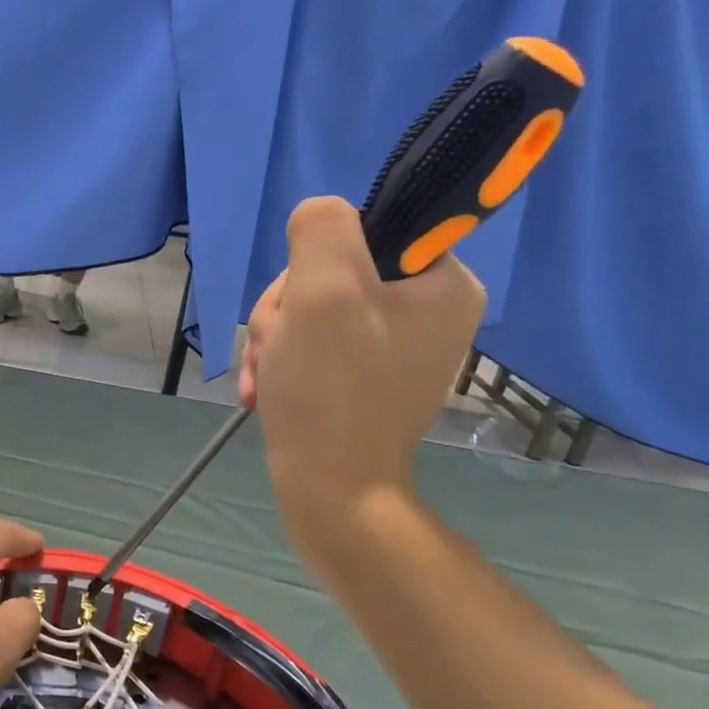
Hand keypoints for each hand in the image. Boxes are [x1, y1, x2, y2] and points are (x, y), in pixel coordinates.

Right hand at [239, 197, 484, 543]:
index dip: (318, 260)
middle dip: (288, 309)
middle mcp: (430, 311)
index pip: (368, 231)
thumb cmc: (331, 388)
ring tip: (266, 376)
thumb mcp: (322, 288)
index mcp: (444, 283)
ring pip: (313, 309)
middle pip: (333, 273)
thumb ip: (322, 228)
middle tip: (278, 346)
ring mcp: (396, 347)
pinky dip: (283, 362)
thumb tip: (319, 218)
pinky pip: (315, 344)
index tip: (304, 302)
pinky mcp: (366, 376)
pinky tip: (264, 388)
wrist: (331, 491)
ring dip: (276, 338)